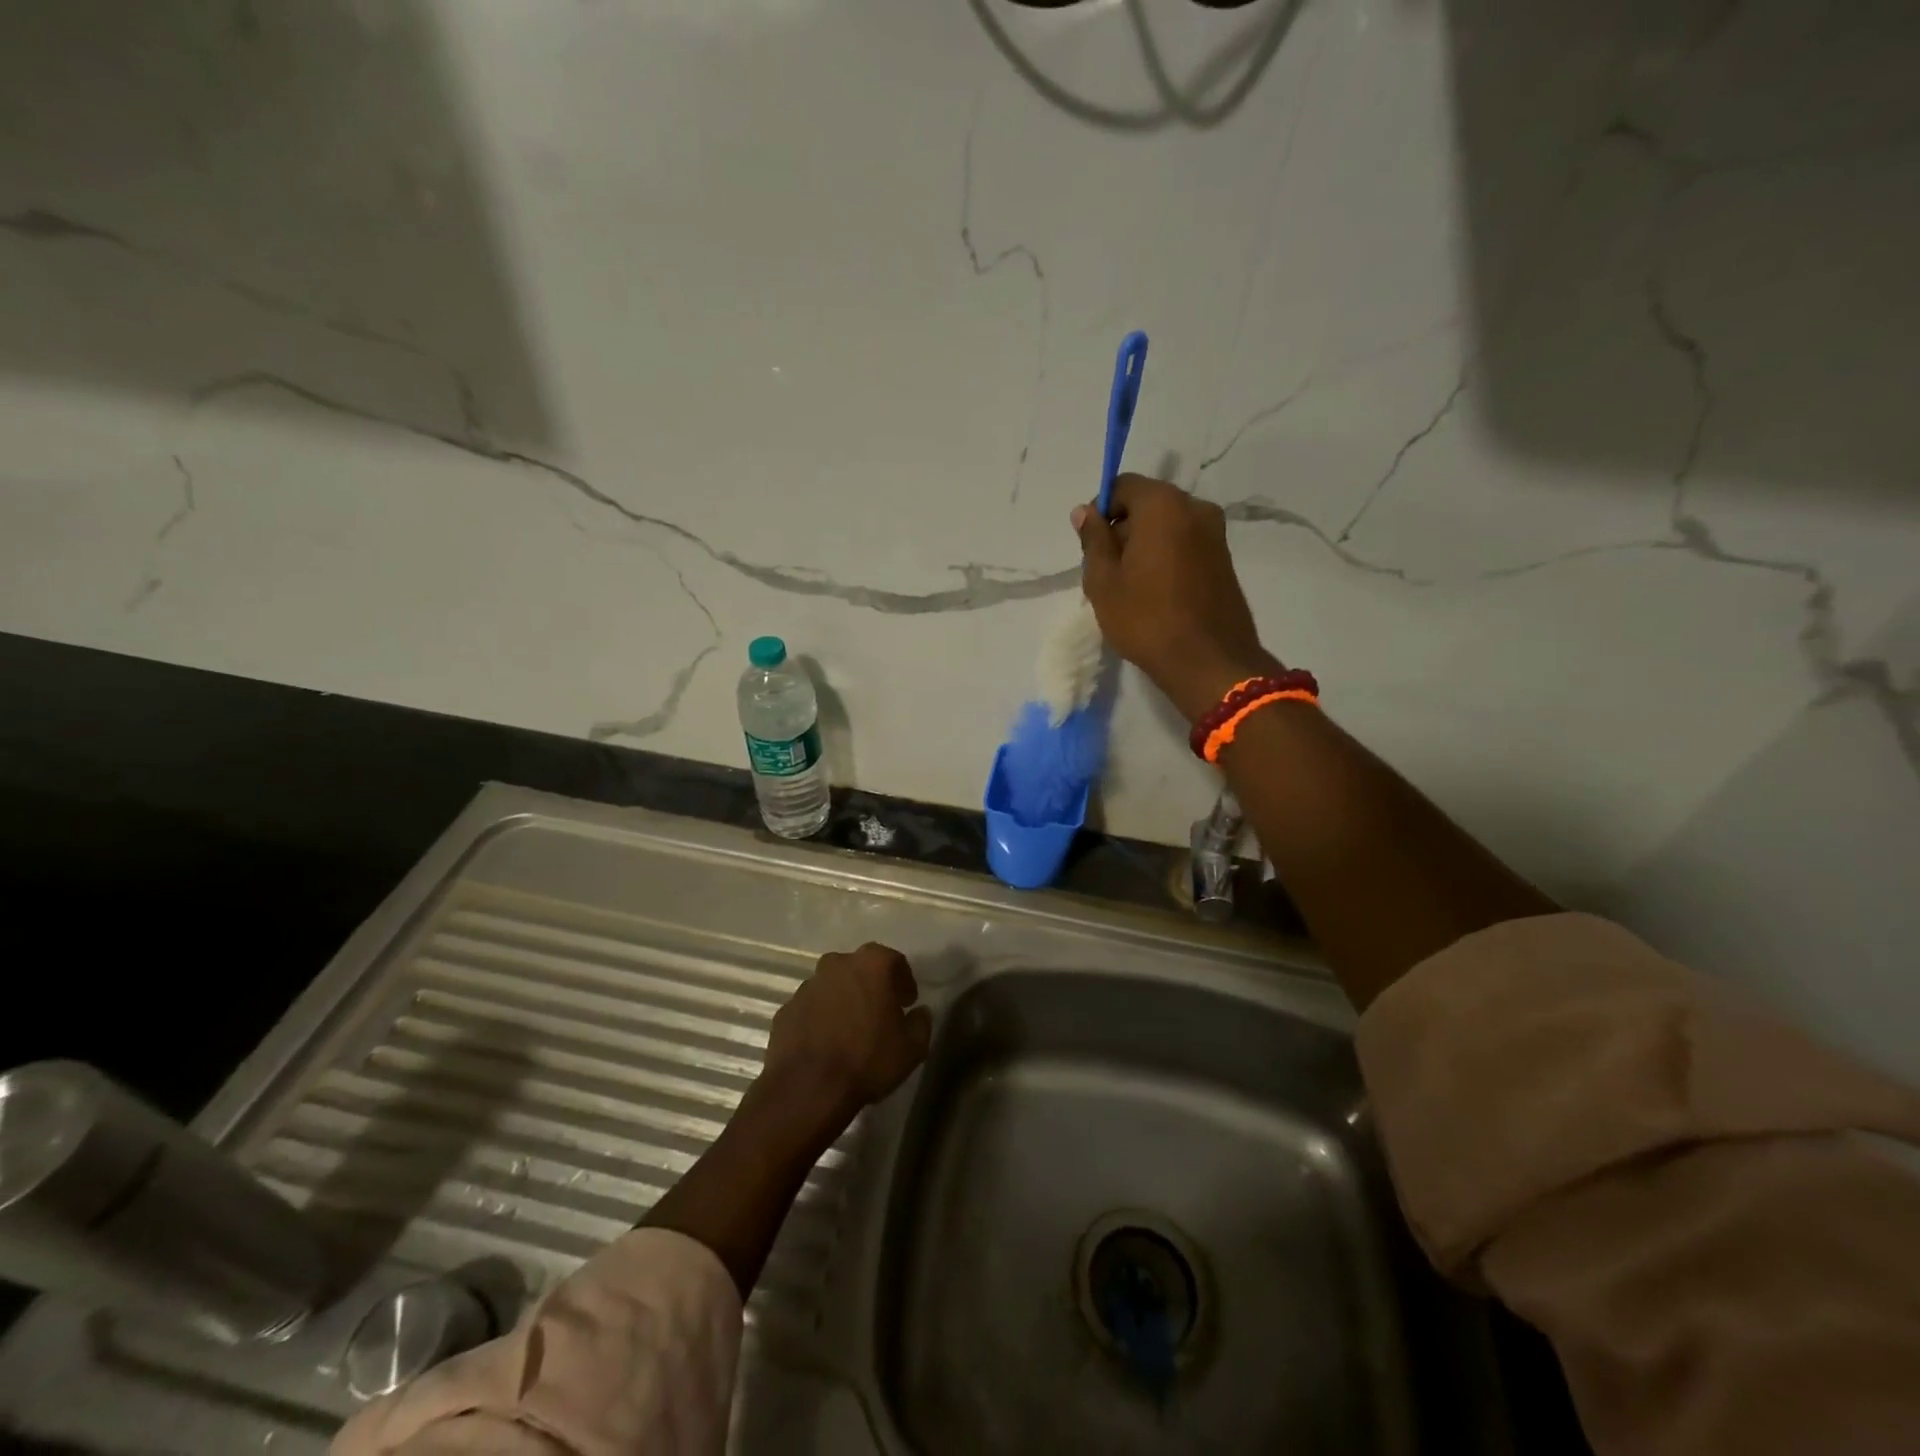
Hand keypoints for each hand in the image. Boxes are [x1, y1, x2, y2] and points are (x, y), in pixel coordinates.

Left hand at [762, 943, 932, 1121]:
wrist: (808, 1088)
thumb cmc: (867, 1060)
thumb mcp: (912, 1048)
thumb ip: (921, 1023)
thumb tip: (919, 1013)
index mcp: (872, 964)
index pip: (895, 961)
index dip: (904, 982)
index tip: (906, 1004)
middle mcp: (837, 964)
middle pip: (860, 969)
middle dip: (871, 986)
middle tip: (880, 1014)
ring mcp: (808, 985)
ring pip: (833, 986)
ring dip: (843, 1001)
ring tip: (850, 1032)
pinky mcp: (786, 1008)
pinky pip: (811, 1008)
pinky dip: (820, 1018)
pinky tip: (825, 1044)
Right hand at [1072, 474, 1278, 720]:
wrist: (1209, 662)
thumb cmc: (1146, 619)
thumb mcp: (1103, 582)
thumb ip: (1093, 540)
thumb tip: (1085, 512)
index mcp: (1163, 505)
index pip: (1123, 486)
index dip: (1100, 510)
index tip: (1091, 546)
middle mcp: (1195, 508)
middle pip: (1148, 504)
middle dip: (1123, 529)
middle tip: (1107, 571)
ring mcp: (1215, 534)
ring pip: (1167, 526)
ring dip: (1145, 546)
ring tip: (1131, 587)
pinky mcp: (1224, 559)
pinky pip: (1185, 545)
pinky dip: (1166, 558)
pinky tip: (1155, 594)